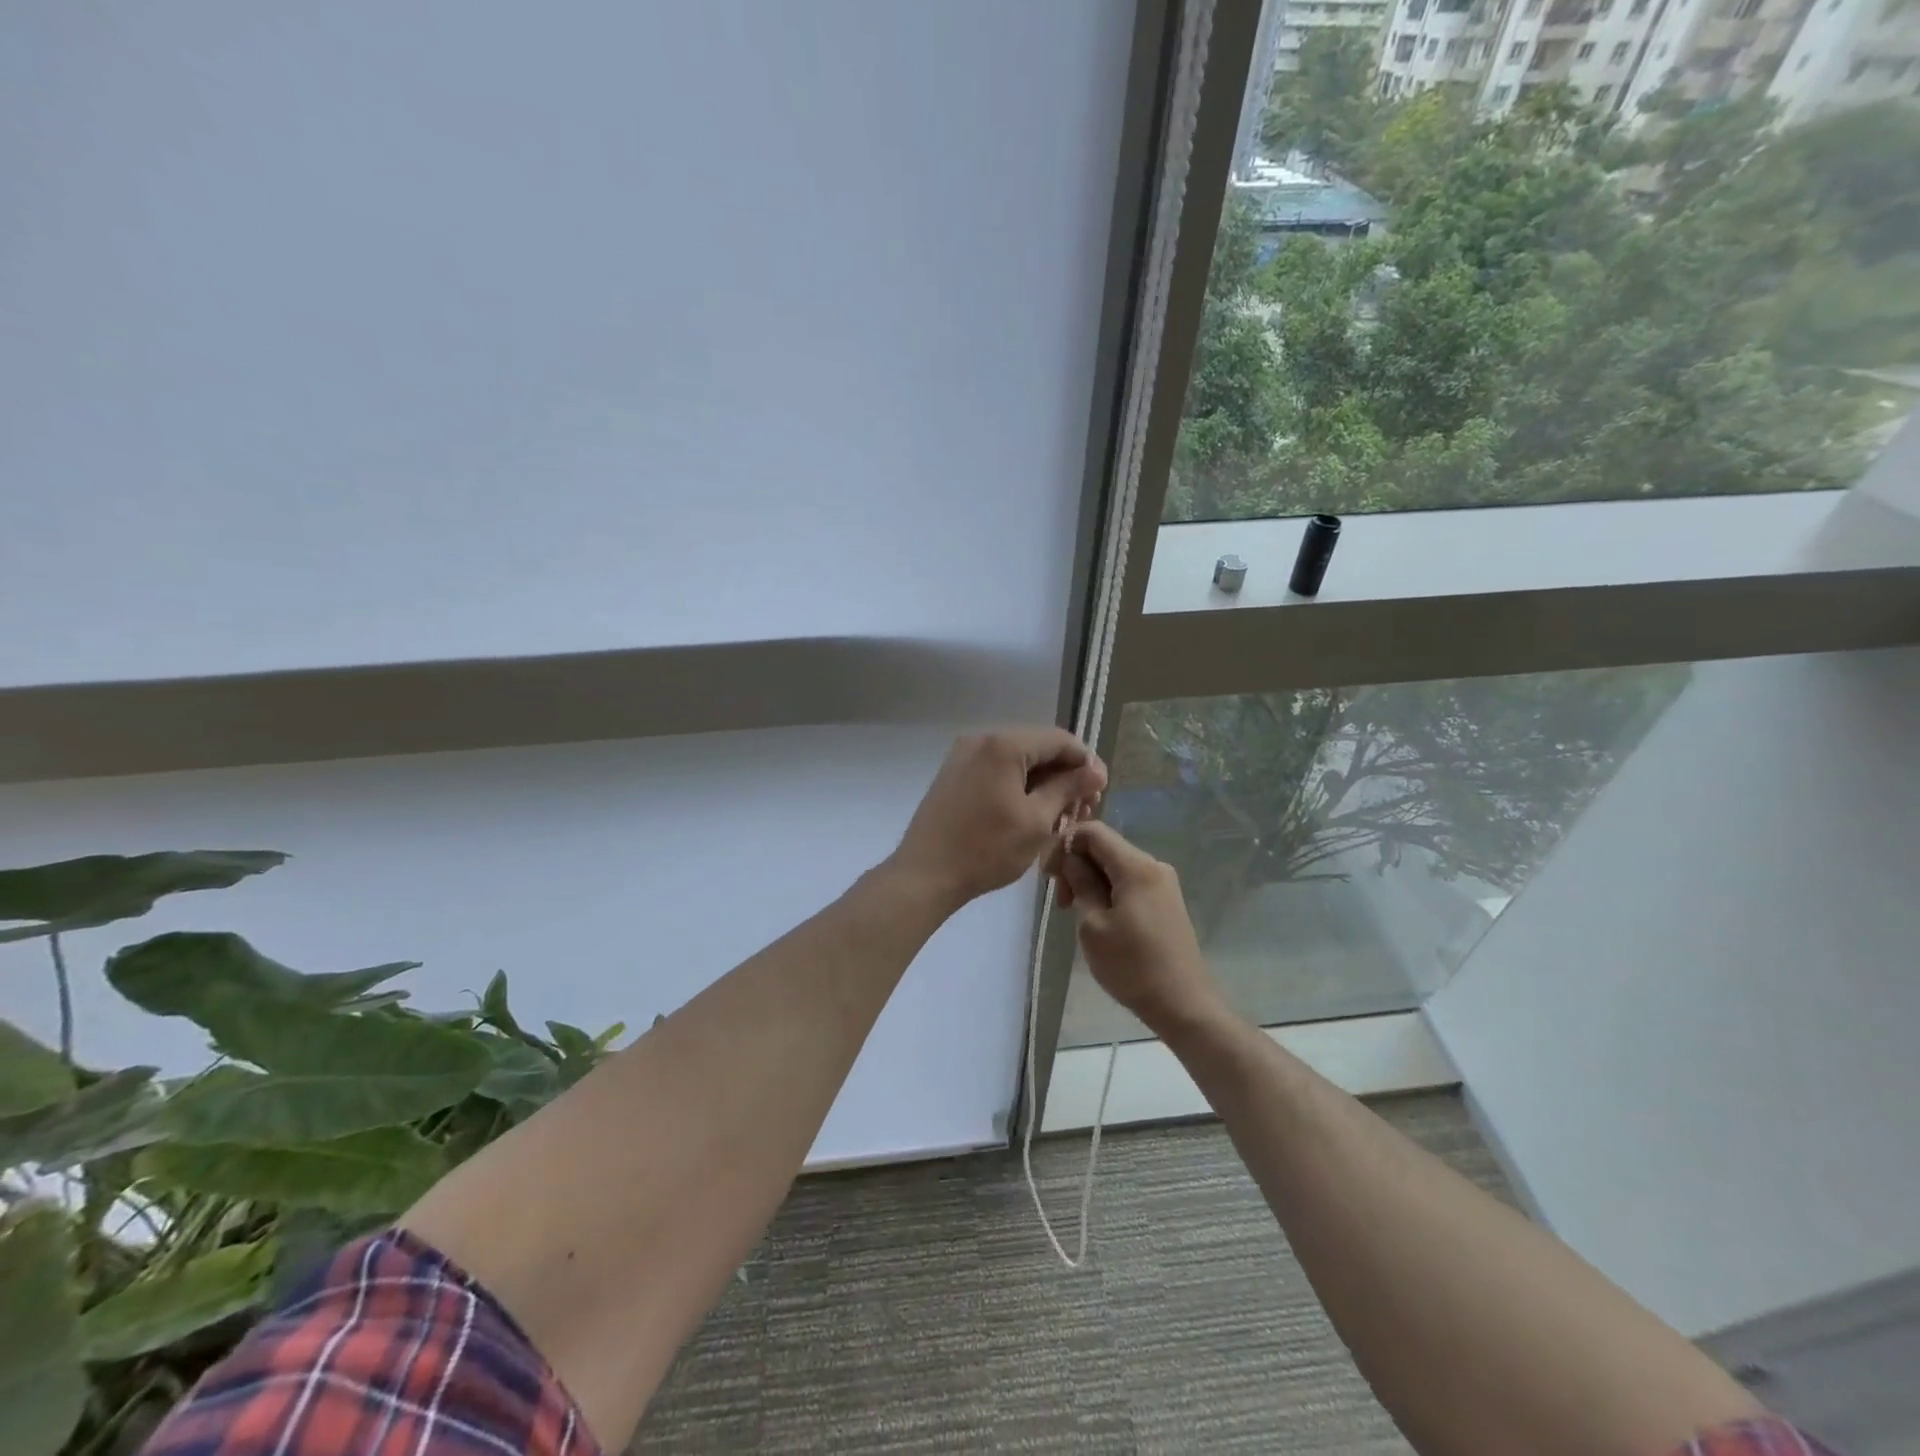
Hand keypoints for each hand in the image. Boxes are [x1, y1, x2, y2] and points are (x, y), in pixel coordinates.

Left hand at [891, 728, 1106, 912]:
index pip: (1059, 740)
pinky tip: (1031, 813)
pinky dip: (1018, 786)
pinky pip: (996, 771)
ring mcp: (963, 756)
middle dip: (1065, 775)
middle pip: (1037, 747)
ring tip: (1061, 816)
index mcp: (1004, 744)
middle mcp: (982, 739)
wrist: (925, 874)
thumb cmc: (986, 849)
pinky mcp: (954, 774)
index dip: (1085, 763)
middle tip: (1084, 809)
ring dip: (1043, 783)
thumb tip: (1096, 771)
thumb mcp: (1037, 821)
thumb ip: (1068, 789)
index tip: (1101, 792)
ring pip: (1017, 761)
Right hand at [1045, 820, 1224, 1034]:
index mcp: (1136, 866)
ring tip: (1077, 914)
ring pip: (1116, 866)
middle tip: (1062, 902)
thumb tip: (1071, 859)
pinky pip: (1129, 882)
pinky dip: (1108, 890)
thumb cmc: (1132, 966)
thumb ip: (1080, 884)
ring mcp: (1163, 883)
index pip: (1093, 831)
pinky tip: (1099, 917)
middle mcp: (1153, 865)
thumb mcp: (1093, 925)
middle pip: (1105, 847)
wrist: (1183, 1004)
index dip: (1064, 844)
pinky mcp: (1166, 901)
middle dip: (1077, 865)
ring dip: (1091, 880)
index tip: (1049, 877)